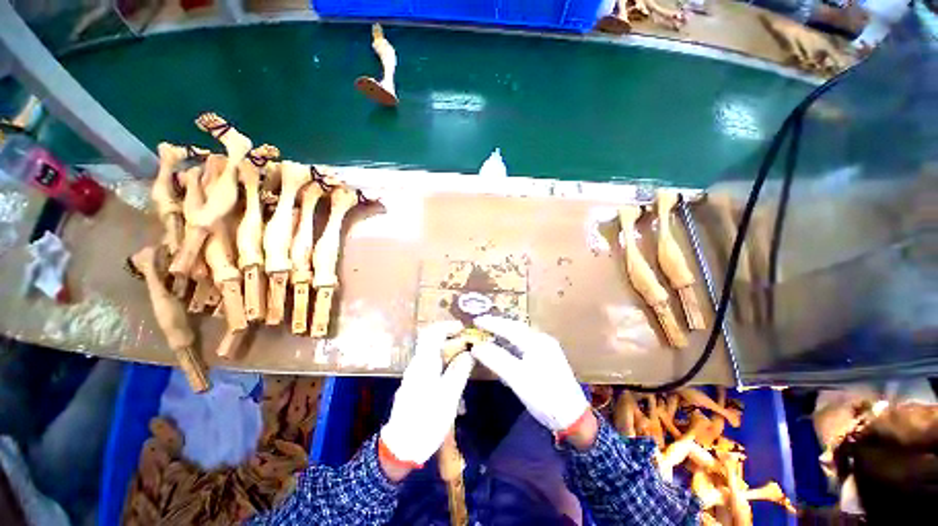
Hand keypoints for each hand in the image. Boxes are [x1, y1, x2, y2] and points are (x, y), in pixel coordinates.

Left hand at [379, 321, 473, 472]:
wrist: (401, 446)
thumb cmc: (426, 420)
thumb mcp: (448, 396)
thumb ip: (459, 372)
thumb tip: (469, 353)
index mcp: (424, 363)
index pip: (432, 333)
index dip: (447, 326)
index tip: (463, 328)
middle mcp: (417, 364)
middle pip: (431, 341)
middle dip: (449, 337)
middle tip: (467, 342)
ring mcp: (414, 374)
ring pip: (431, 353)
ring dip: (447, 349)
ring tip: (464, 356)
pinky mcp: (415, 384)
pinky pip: (430, 364)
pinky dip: (443, 361)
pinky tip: (453, 372)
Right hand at [471, 316, 590, 437]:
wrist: (573, 418)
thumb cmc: (544, 397)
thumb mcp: (517, 378)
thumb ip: (496, 359)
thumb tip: (476, 347)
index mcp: (536, 342)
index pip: (509, 327)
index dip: (491, 323)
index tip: (476, 320)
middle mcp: (542, 340)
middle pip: (516, 328)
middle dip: (498, 325)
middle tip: (480, 323)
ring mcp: (547, 348)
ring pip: (521, 335)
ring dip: (504, 333)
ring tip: (489, 332)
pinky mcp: (547, 358)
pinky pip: (525, 344)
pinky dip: (512, 343)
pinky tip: (505, 347)